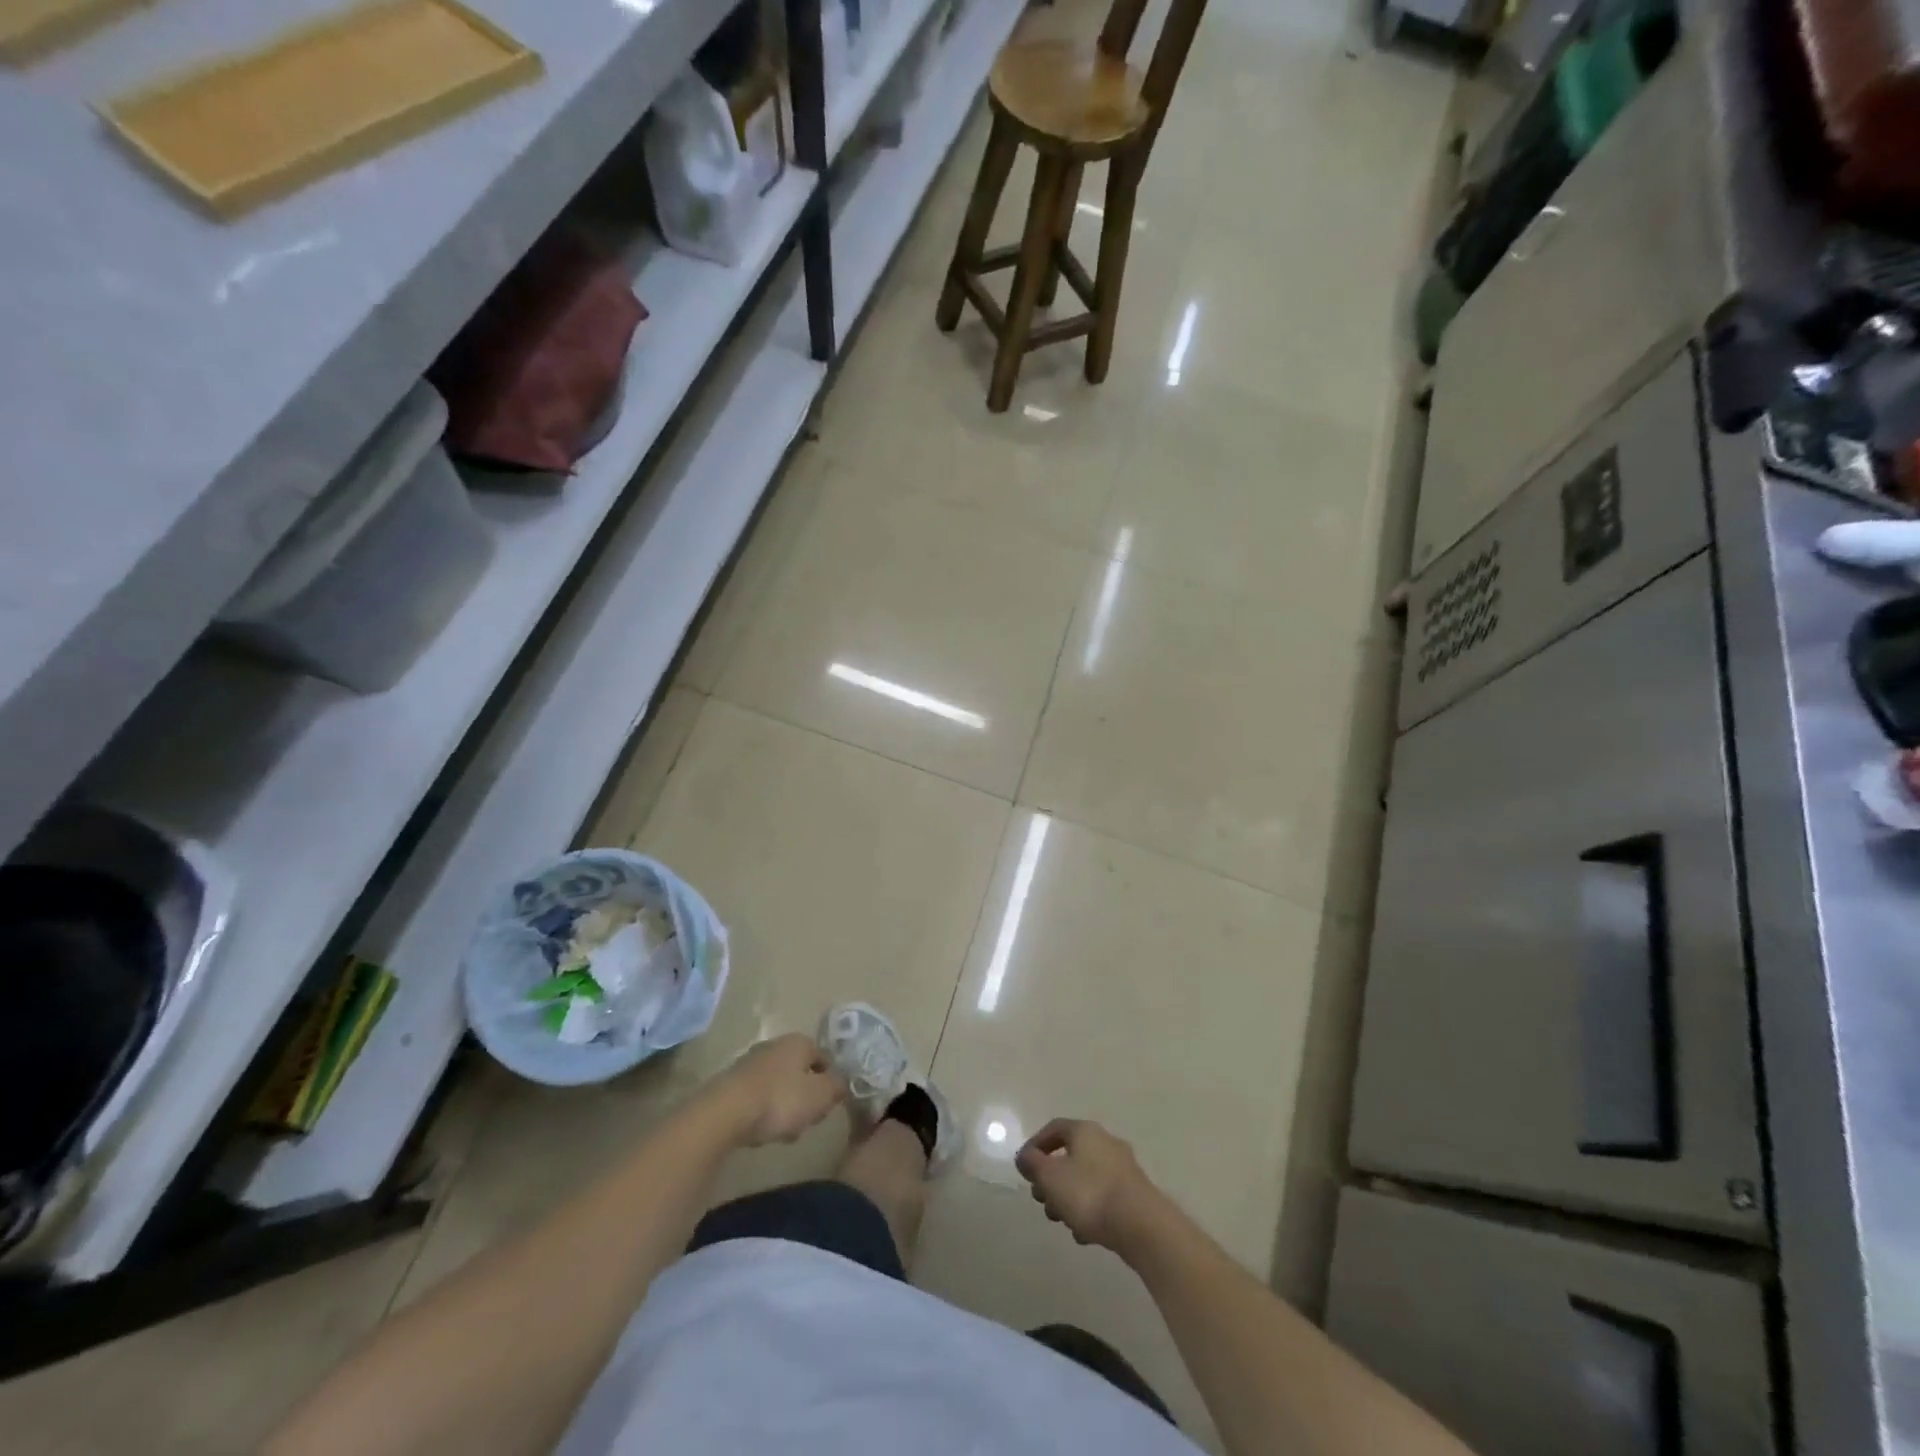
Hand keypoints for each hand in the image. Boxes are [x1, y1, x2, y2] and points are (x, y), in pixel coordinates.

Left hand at [712, 1033, 846, 1146]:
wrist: (725, 1113)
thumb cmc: (780, 1100)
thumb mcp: (820, 1096)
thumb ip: (837, 1087)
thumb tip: (841, 1083)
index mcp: (799, 1042)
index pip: (824, 1059)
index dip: (829, 1083)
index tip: (827, 1106)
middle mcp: (775, 1045)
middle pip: (800, 1073)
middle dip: (805, 1098)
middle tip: (805, 1121)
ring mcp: (750, 1063)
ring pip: (779, 1086)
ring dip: (784, 1108)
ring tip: (782, 1133)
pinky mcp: (731, 1083)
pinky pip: (757, 1097)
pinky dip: (762, 1112)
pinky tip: (760, 1131)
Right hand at [1015, 1118, 1170, 1255]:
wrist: (1142, 1225)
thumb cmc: (1089, 1194)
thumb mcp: (1050, 1177)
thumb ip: (1032, 1164)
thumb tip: (1025, 1157)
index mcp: (1084, 1131)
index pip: (1053, 1128)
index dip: (1035, 1146)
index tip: (1024, 1169)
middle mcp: (1105, 1142)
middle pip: (1069, 1155)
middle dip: (1051, 1179)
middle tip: (1042, 1200)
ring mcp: (1122, 1167)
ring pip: (1085, 1178)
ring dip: (1068, 1197)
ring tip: (1062, 1221)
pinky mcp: (1134, 1193)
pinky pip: (1103, 1196)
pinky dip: (1089, 1210)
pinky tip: (1084, 1234)